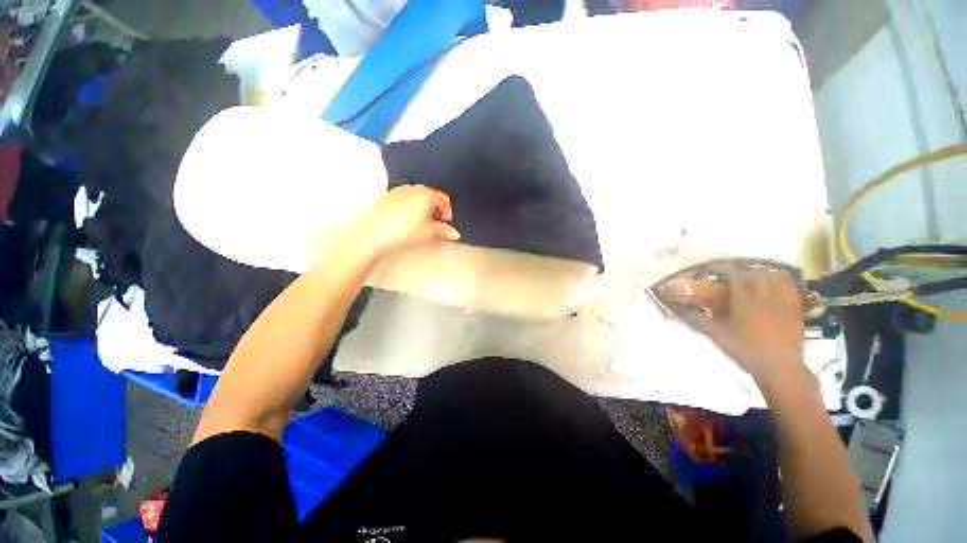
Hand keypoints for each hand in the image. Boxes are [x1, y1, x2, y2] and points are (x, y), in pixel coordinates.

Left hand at [346, 185, 459, 257]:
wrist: (375, 232)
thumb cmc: (404, 230)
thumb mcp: (429, 233)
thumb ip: (443, 231)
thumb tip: (454, 234)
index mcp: (426, 194)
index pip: (443, 198)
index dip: (448, 210)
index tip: (446, 221)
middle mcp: (412, 189)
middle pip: (430, 195)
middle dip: (435, 207)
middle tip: (435, 222)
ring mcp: (398, 191)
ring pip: (416, 196)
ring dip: (421, 207)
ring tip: (420, 222)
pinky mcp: (386, 198)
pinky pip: (403, 199)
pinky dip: (409, 207)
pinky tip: (406, 221)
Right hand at [668, 269, 806, 384]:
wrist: (779, 368)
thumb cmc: (745, 350)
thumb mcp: (716, 335)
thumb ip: (697, 320)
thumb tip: (677, 309)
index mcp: (745, 301)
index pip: (735, 277)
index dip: (725, 270)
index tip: (715, 267)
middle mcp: (765, 297)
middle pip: (755, 275)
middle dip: (743, 270)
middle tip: (734, 273)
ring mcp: (783, 303)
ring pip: (775, 280)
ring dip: (763, 274)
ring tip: (755, 275)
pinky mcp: (796, 311)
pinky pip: (790, 290)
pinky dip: (782, 284)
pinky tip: (776, 287)